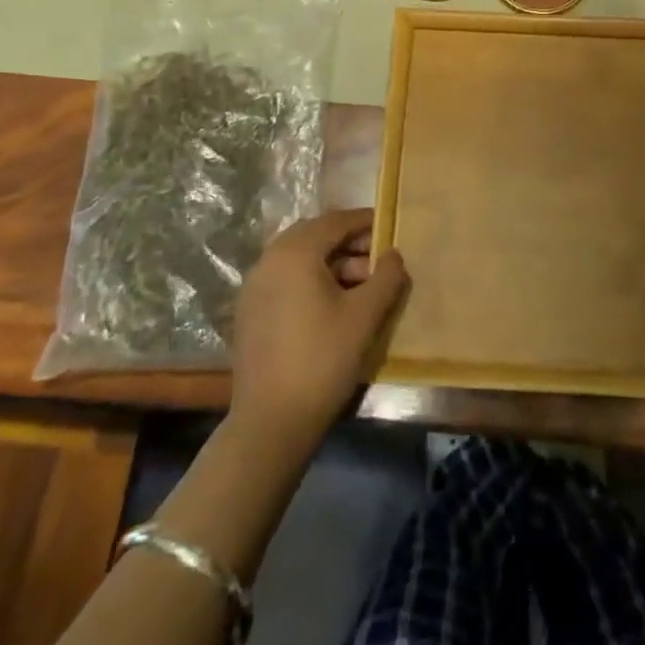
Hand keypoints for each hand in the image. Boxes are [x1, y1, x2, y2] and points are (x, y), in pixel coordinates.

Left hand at [230, 209, 408, 446]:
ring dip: (331, 263)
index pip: (335, 221)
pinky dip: (310, 280)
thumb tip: (394, 255)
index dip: (365, 222)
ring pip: (299, 259)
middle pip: (315, 236)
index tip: (390, 228)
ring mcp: (254, 286)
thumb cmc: (323, 360)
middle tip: (377, 258)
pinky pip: (285, 279)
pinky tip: (332, 305)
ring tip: (361, 286)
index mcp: (295, 253)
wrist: (271, 422)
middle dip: (348, 242)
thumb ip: (386, 277)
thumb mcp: (365, 316)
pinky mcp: (250, 312)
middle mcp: (269, 260)